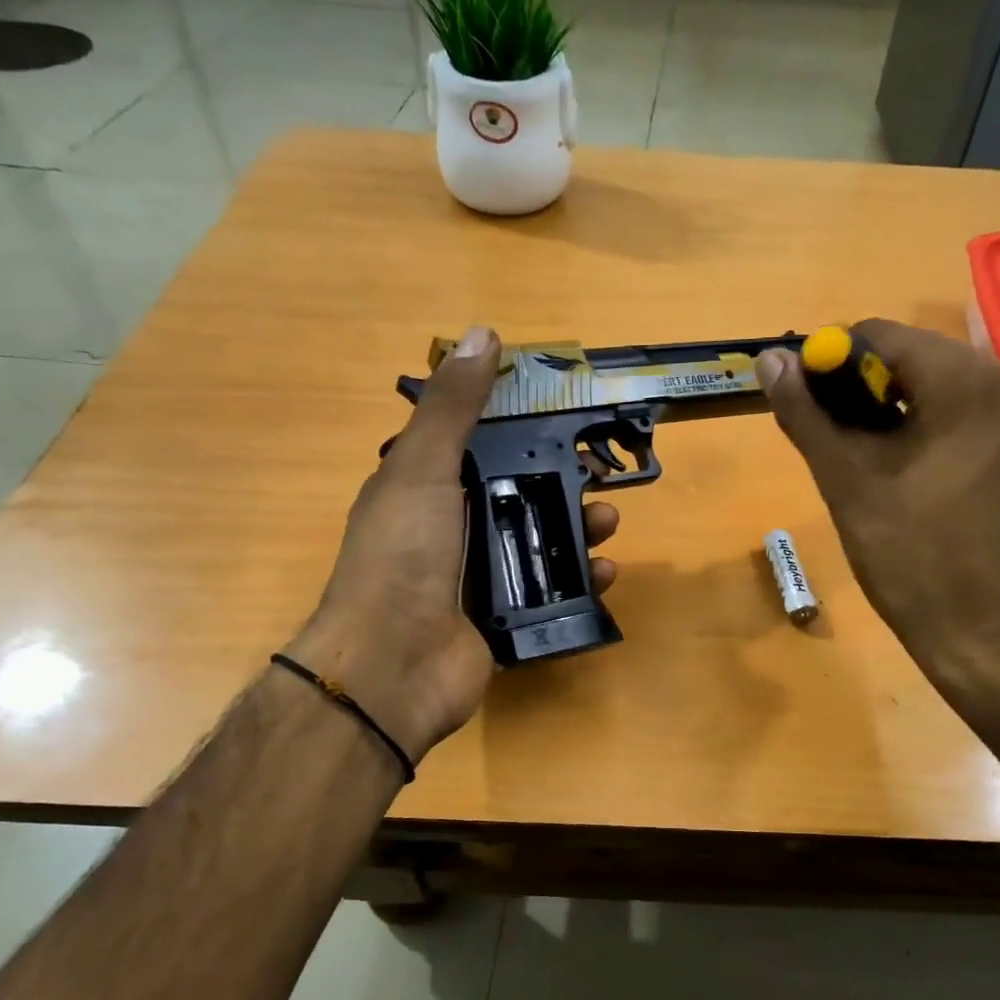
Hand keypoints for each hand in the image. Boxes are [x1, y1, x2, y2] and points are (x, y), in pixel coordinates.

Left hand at [288, 327, 619, 765]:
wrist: (393, 666)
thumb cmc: (403, 556)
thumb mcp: (423, 469)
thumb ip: (452, 406)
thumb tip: (482, 333)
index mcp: (427, 488)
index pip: (481, 446)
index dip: (522, 429)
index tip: (565, 418)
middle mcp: (452, 529)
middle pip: (519, 495)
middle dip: (562, 483)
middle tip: (600, 478)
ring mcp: (477, 579)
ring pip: (539, 543)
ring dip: (577, 530)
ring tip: (607, 524)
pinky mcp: (502, 621)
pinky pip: (550, 593)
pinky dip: (579, 581)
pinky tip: (604, 573)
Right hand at [756, 319, 999, 699]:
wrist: (993, 637)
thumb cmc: (916, 558)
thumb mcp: (848, 482)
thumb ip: (807, 414)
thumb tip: (769, 359)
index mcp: (968, 381)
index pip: (879, 335)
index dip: (827, 363)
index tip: (802, 408)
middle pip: (910, 359)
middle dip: (857, 391)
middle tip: (827, 443)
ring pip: (934, 390)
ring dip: (886, 413)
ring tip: (856, 464)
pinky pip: (960, 418)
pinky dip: (919, 431)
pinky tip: (898, 475)